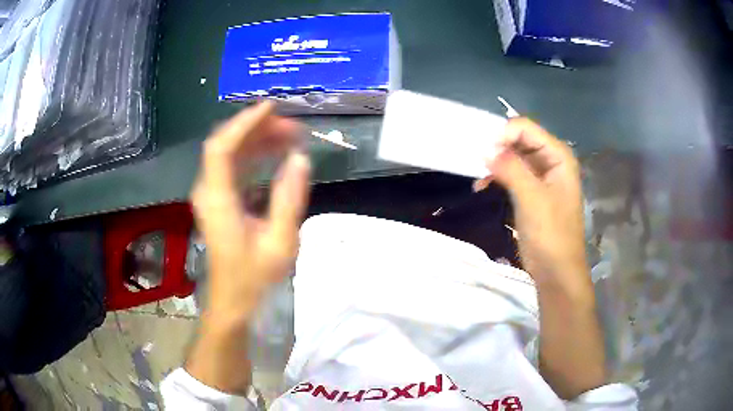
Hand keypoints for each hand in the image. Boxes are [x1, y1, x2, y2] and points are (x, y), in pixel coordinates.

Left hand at [186, 102, 309, 393]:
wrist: (233, 299)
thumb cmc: (254, 277)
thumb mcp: (280, 242)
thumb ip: (289, 198)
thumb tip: (300, 158)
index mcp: (218, 199)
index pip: (222, 147)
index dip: (244, 122)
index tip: (272, 108)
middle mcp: (209, 191)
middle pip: (226, 145)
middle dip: (258, 129)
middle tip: (293, 127)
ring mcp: (211, 195)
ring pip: (230, 154)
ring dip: (257, 140)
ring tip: (290, 137)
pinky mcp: (219, 200)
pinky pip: (233, 167)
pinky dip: (253, 155)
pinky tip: (275, 155)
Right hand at [475, 118, 588, 292]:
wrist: (556, 271)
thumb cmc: (550, 235)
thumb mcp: (532, 198)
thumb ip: (510, 168)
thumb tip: (485, 149)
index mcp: (558, 156)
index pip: (526, 129)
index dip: (503, 135)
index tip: (483, 153)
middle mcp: (551, 160)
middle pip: (519, 140)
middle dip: (497, 147)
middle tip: (475, 160)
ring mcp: (542, 176)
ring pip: (513, 156)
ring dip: (495, 162)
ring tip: (477, 174)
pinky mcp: (531, 191)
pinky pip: (512, 173)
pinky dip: (497, 176)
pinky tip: (482, 185)